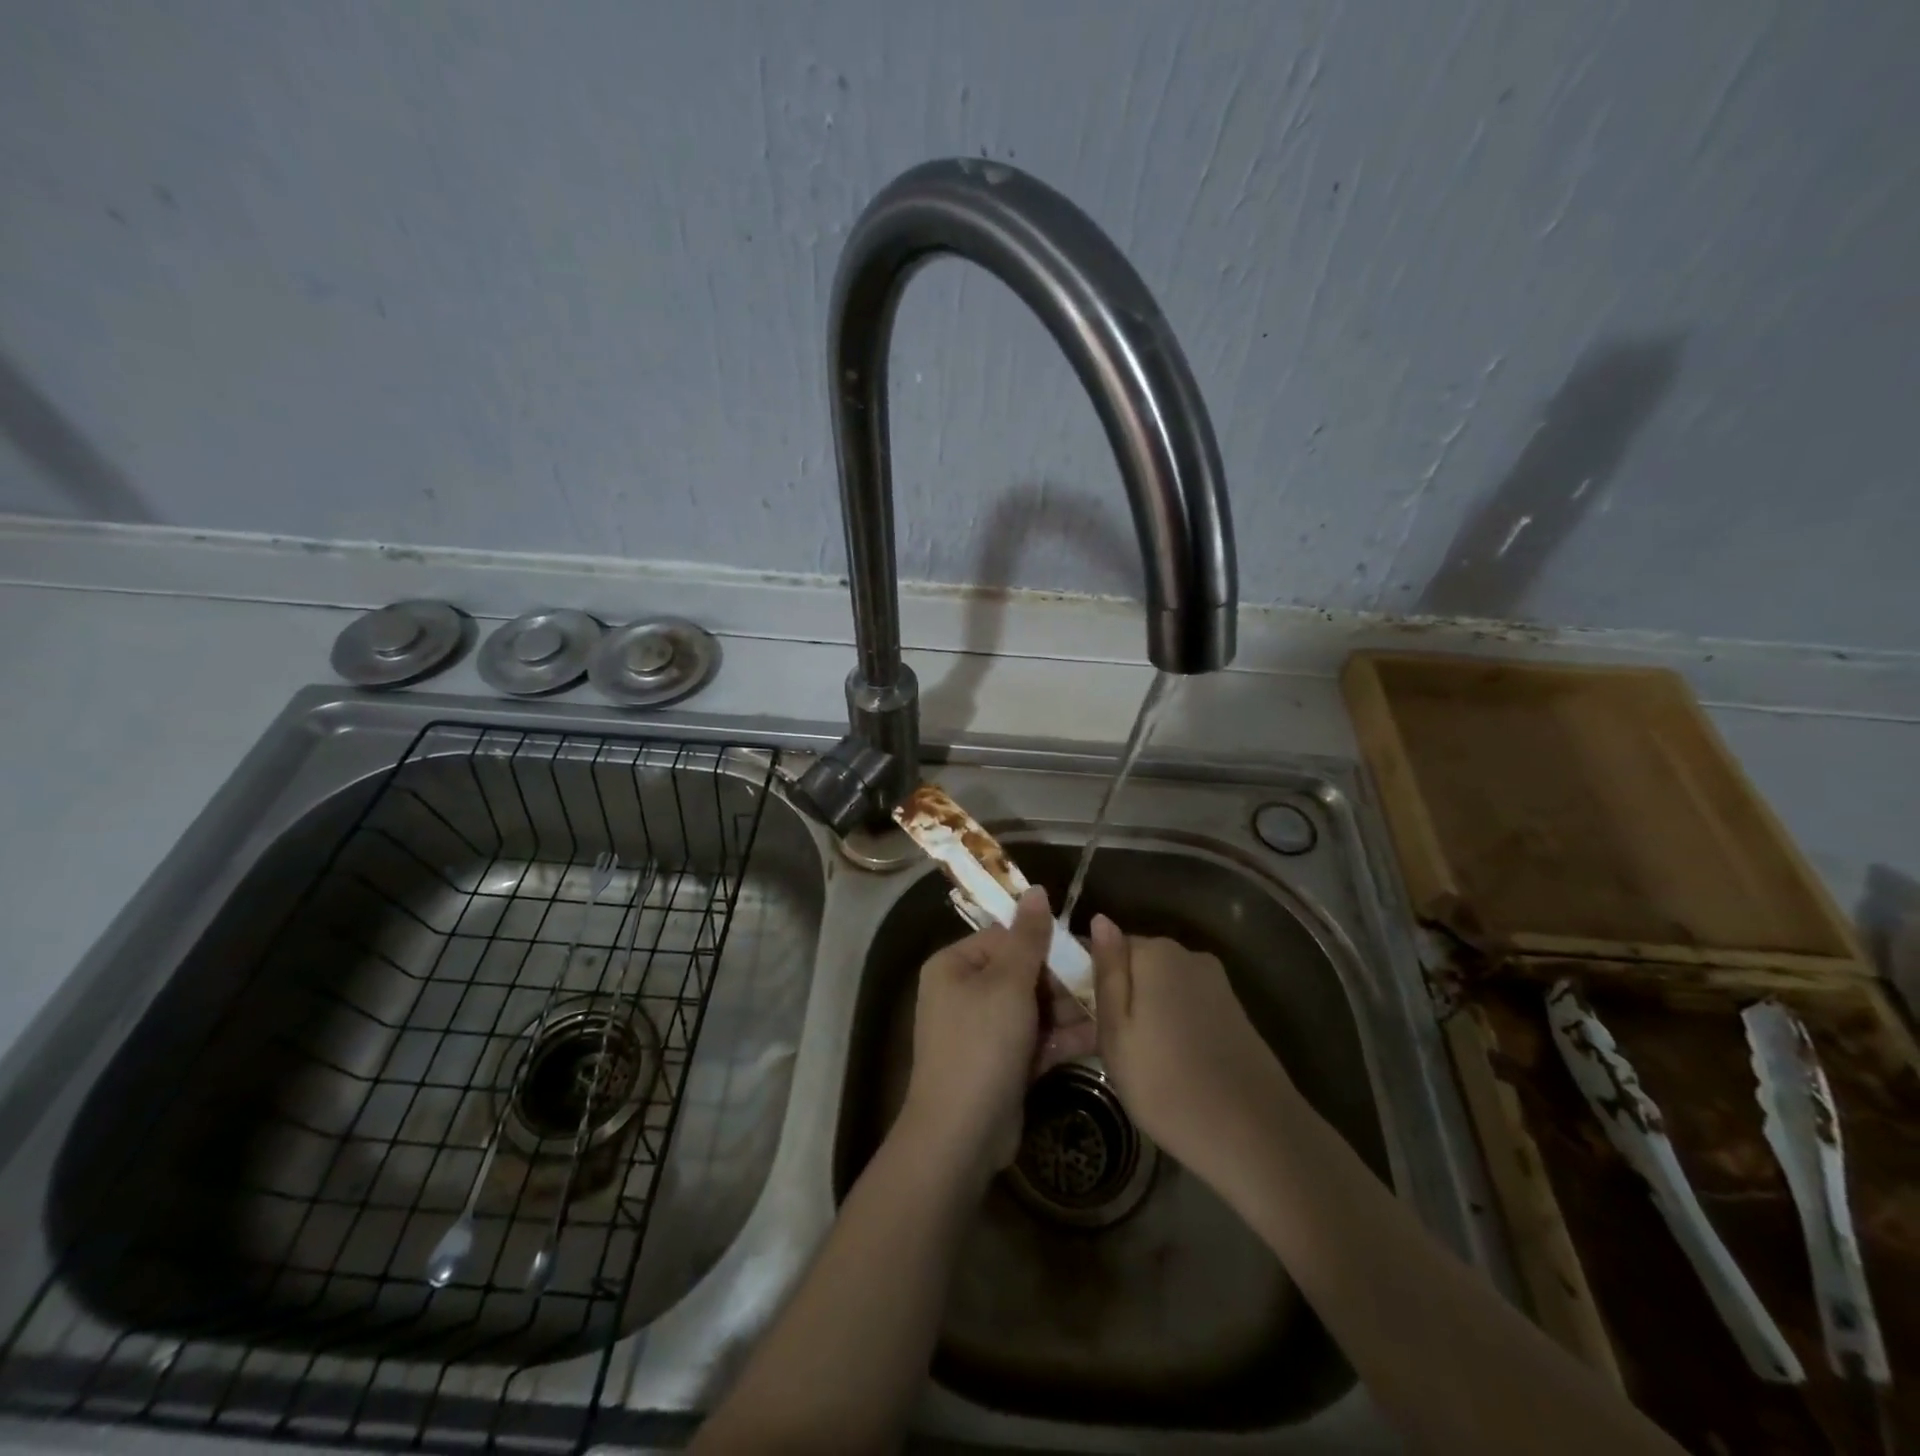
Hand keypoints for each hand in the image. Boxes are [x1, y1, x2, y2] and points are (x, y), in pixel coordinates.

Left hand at [899, 888, 1080, 1185]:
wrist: (961, 1135)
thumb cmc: (982, 1044)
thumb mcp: (1008, 983)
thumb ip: (1028, 937)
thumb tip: (1037, 889)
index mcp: (955, 965)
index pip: (1005, 938)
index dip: (1045, 943)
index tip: (1084, 949)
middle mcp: (964, 993)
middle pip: (1021, 973)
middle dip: (1062, 981)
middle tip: (1102, 984)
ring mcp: (983, 1031)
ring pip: (1032, 1008)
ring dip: (1068, 1010)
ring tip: (1109, 1010)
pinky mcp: (1001, 1064)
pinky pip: (1034, 1040)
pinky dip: (1061, 1039)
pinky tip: (1100, 1037)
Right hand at [1087, 916, 1292, 1183]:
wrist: (1257, 1137)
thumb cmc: (1168, 1085)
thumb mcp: (1117, 1032)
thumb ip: (1107, 972)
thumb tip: (1100, 918)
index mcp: (1156, 952)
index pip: (1103, 947)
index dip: (1080, 978)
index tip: (1067, 1014)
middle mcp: (1188, 956)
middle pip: (1134, 966)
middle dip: (1112, 995)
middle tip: (1091, 1043)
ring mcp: (1215, 984)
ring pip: (1159, 988)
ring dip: (1140, 1012)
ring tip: (1127, 1060)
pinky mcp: (1233, 1012)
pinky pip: (1184, 1006)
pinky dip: (1167, 1025)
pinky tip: (1163, 1063)